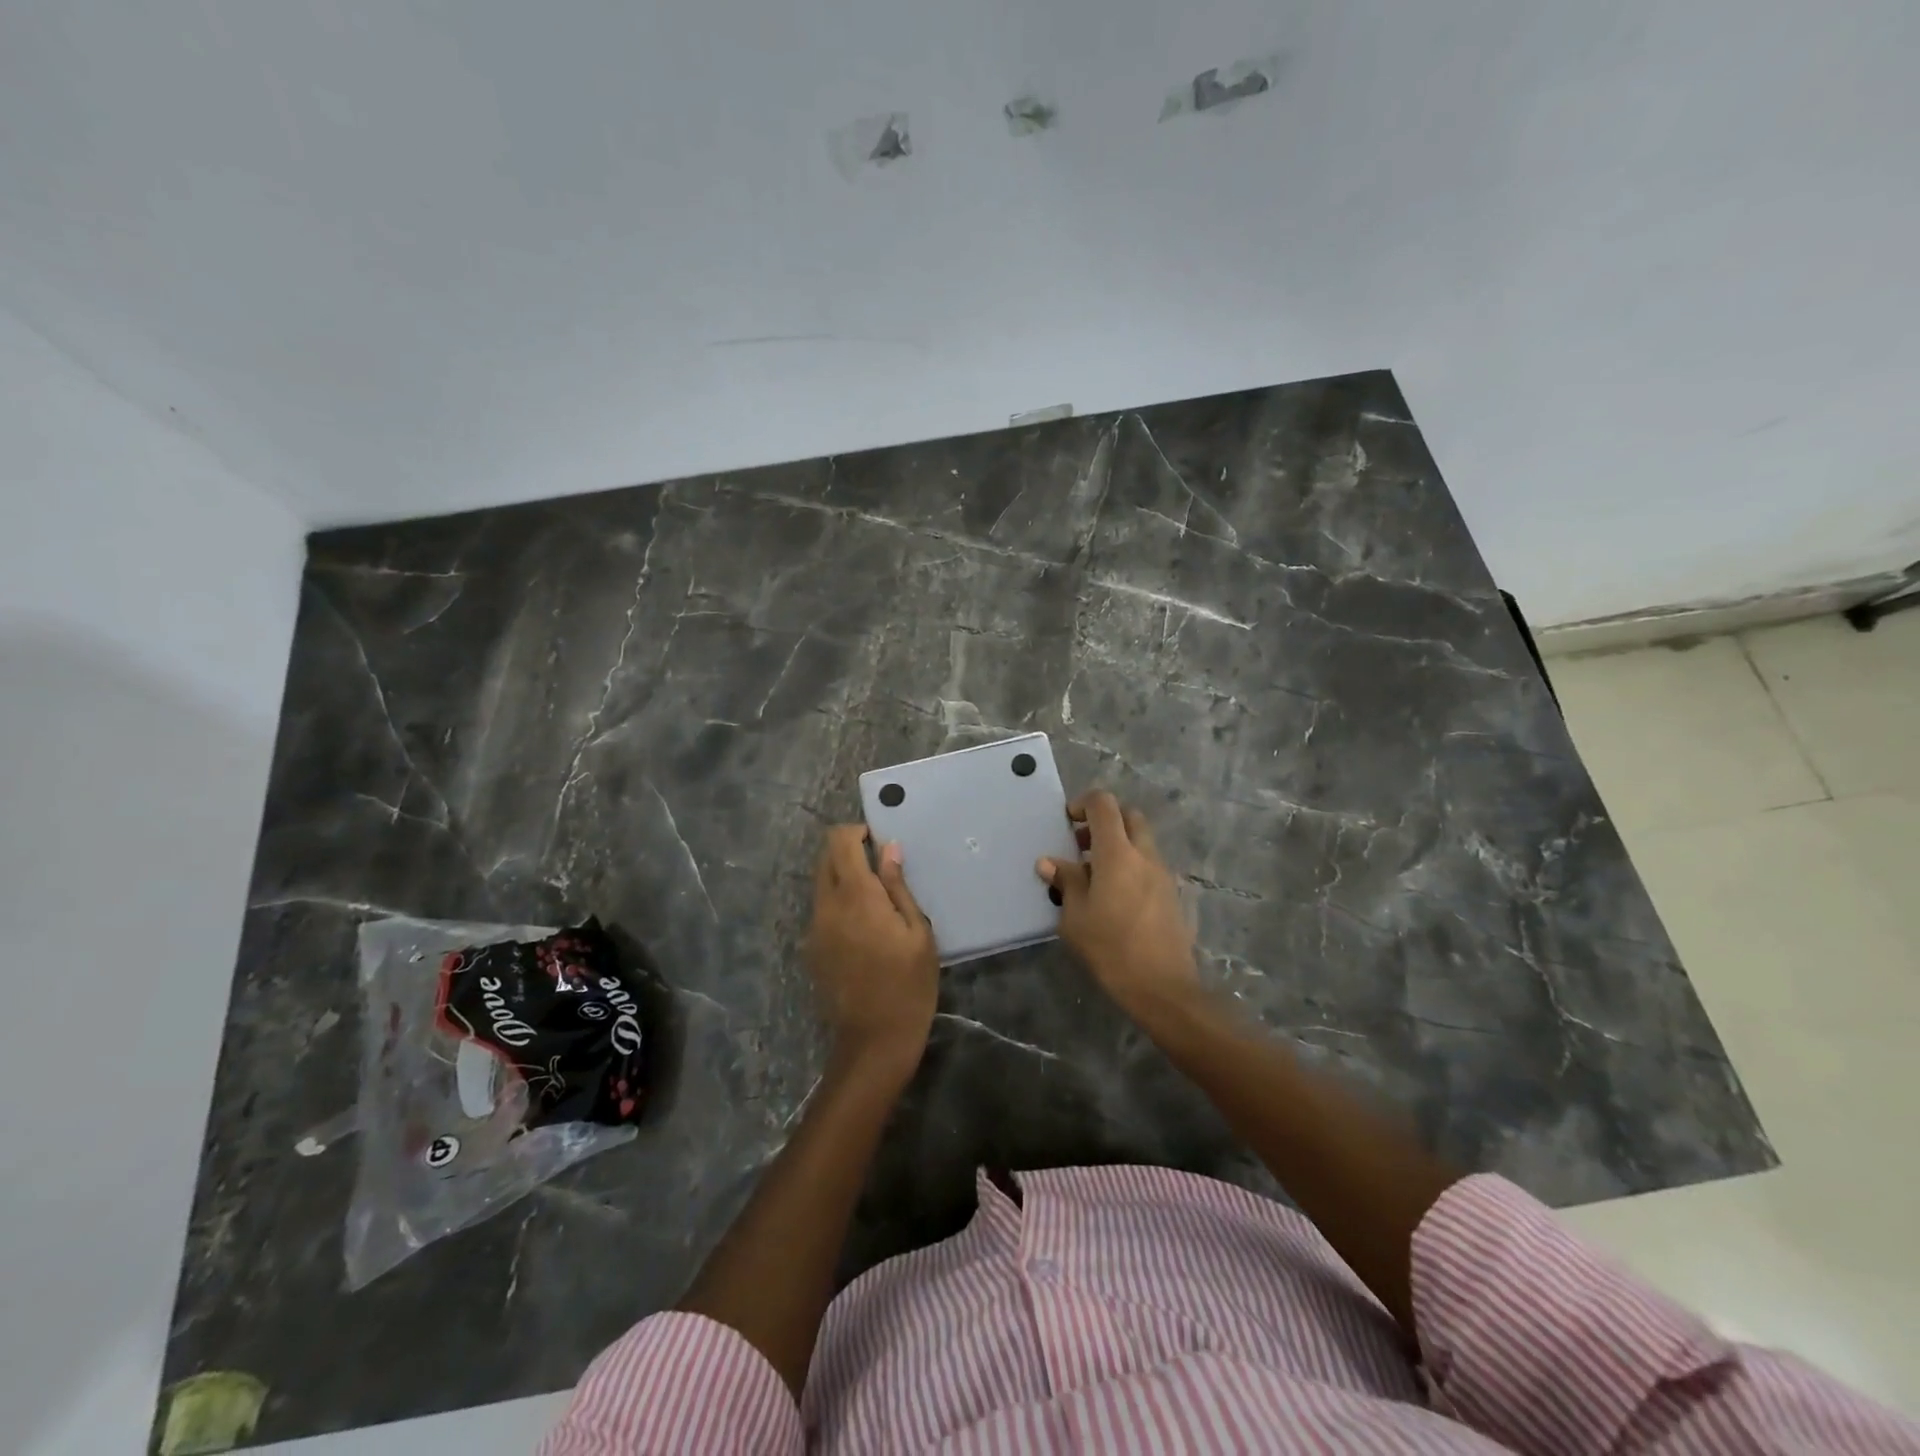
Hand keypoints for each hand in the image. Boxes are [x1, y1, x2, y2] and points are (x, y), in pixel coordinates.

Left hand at [806, 825, 939, 1081]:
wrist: (874, 1040)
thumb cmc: (909, 984)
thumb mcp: (918, 932)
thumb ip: (899, 886)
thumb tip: (889, 849)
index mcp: (857, 896)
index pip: (840, 842)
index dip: (857, 832)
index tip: (879, 840)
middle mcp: (827, 905)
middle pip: (825, 858)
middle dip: (848, 851)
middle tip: (879, 865)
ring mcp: (814, 928)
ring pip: (821, 884)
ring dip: (842, 877)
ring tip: (874, 898)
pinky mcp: (811, 949)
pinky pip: (821, 910)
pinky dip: (837, 902)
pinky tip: (862, 927)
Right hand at [1038, 791, 1199, 1020]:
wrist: (1162, 987)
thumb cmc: (1111, 948)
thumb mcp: (1075, 917)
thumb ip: (1066, 882)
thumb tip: (1049, 862)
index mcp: (1117, 853)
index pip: (1104, 805)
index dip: (1084, 803)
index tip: (1068, 822)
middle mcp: (1145, 855)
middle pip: (1129, 816)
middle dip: (1104, 821)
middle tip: (1081, 844)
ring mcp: (1163, 874)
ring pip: (1141, 841)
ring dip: (1118, 845)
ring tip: (1094, 876)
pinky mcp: (1172, 894)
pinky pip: (1149, 864)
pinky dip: (1131, 865)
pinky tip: (1115, 898)